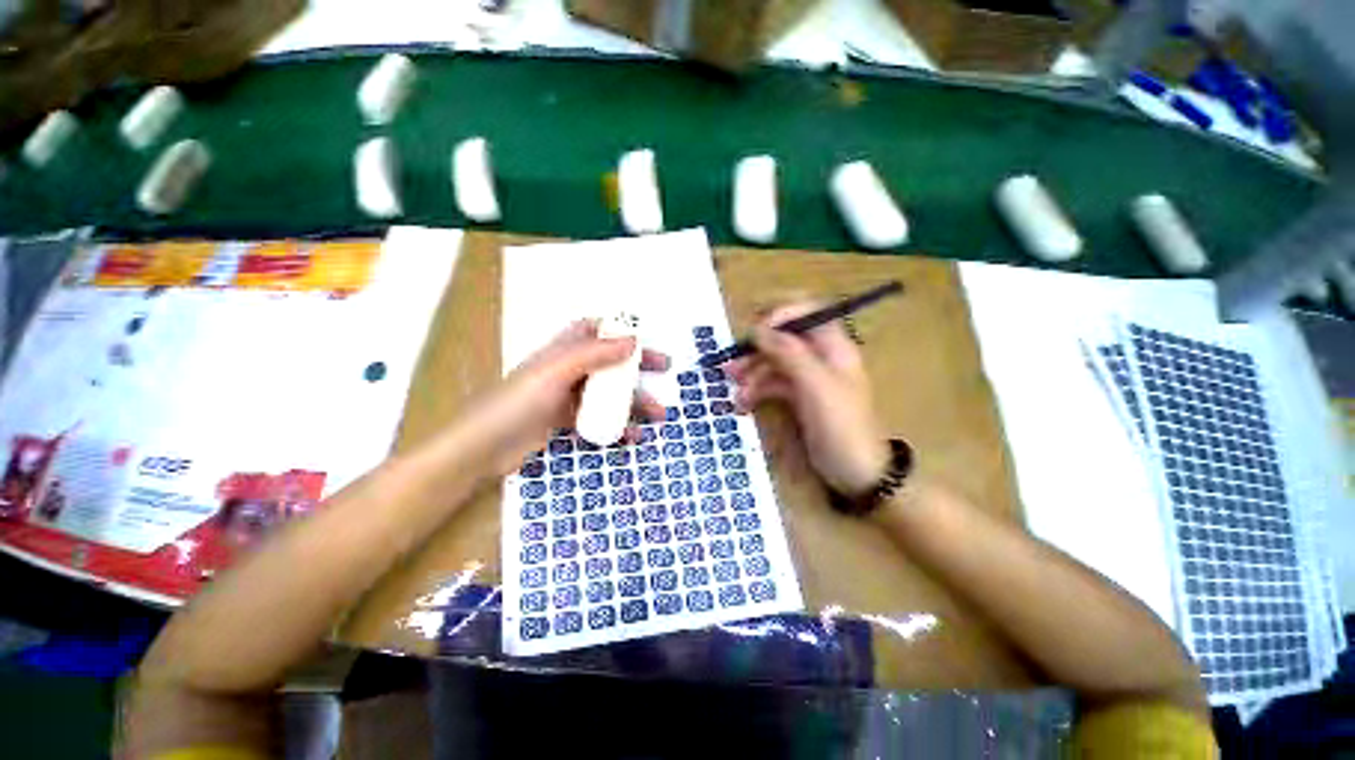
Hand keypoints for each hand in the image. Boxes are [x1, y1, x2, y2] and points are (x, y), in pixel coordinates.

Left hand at [459, 320, 668, 475]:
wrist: (482, 449)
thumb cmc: (516, 403)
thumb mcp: (555, 372)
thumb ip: (593, 354)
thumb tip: (632, 340)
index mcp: (562, 350)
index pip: (594, 329)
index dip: (619, 329)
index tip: (645, 337)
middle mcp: (567, 369)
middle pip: (609, 361)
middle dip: (637, 365)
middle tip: (665, 369)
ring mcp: (567, 396)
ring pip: (608, 392)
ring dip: (634, 400)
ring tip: (659, 414)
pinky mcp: (566, 421)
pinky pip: (599, 418)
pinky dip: (617, 425)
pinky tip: (633, 436)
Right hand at [726, 304, 889, 496]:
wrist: (857, 473)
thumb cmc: (841, 425)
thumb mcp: (816, 386)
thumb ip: (789, 353)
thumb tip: (759, 328)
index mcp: (834, 347)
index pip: (808, 313)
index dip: (781, 315)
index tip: (755, 331)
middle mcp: (821, 357)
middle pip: (784, 340)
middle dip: (756, 351)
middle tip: (731, 366)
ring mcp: (809, 379)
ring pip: (775, 364)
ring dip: (752, 374)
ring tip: (734, 392)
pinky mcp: (799, 398)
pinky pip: (773, 385)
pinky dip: (757, 391)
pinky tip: (743, 404)